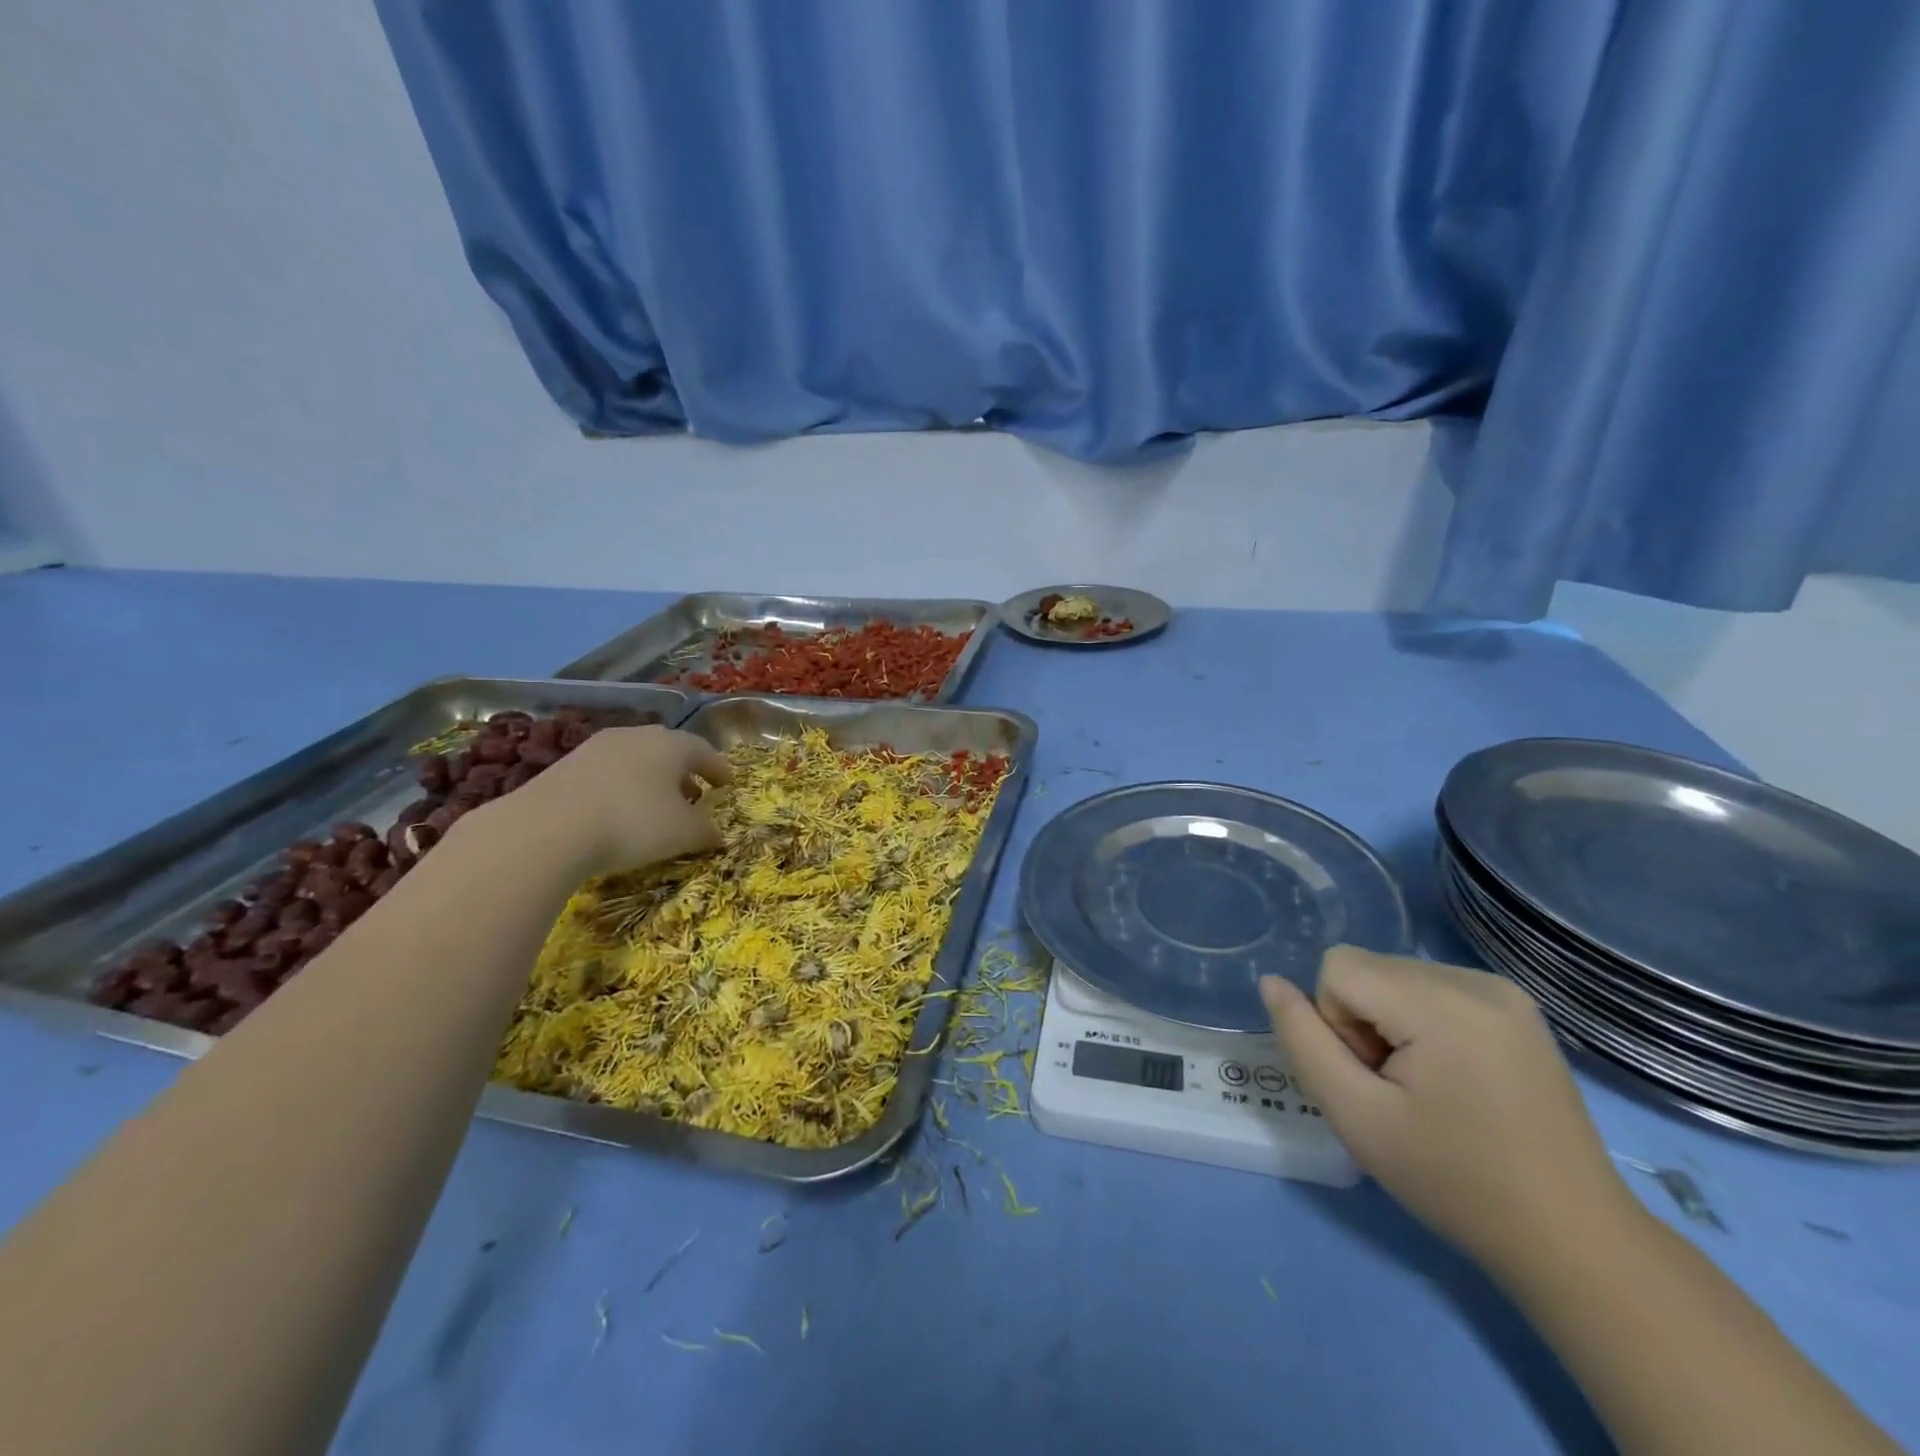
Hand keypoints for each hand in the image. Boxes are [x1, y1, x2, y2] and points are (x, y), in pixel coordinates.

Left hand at [479, 726, 732, 879]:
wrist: (547, 828)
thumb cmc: (633, 823)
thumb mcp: (683, 833)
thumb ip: (706, 830)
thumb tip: (716, 832)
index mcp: (671, 744)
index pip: (705, 751)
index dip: (719, 769)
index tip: (728, 784)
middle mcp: (636, 736)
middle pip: (668, 750)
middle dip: (684, 772)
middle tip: (693, 794)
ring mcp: (597, 747)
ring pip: (635, 759)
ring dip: (650, 780)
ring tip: (655, 806)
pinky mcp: (565, 765)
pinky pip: (607, 773)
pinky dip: (620, 788)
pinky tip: (617, 812)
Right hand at [1262, 947, 1636, 1276]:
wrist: (1571, 1237)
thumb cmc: (1454, 1181)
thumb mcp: (1356, 1117)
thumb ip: (1302, 1040)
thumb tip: (1271, 982)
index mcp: (1443, 1004)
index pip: (1337, 967)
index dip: (1336, 1023)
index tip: (1374, 1079)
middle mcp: (1476, 980)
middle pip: (1368, 968)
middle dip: (1363, 1021)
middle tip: (1399, 1090)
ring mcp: (1504, 990)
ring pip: (1395, 975)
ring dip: (1390, 1021)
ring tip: (1428, 1086)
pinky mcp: (1516, 1006)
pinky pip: (1431, 986)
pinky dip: (1421, 1021)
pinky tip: (1454, 1075)